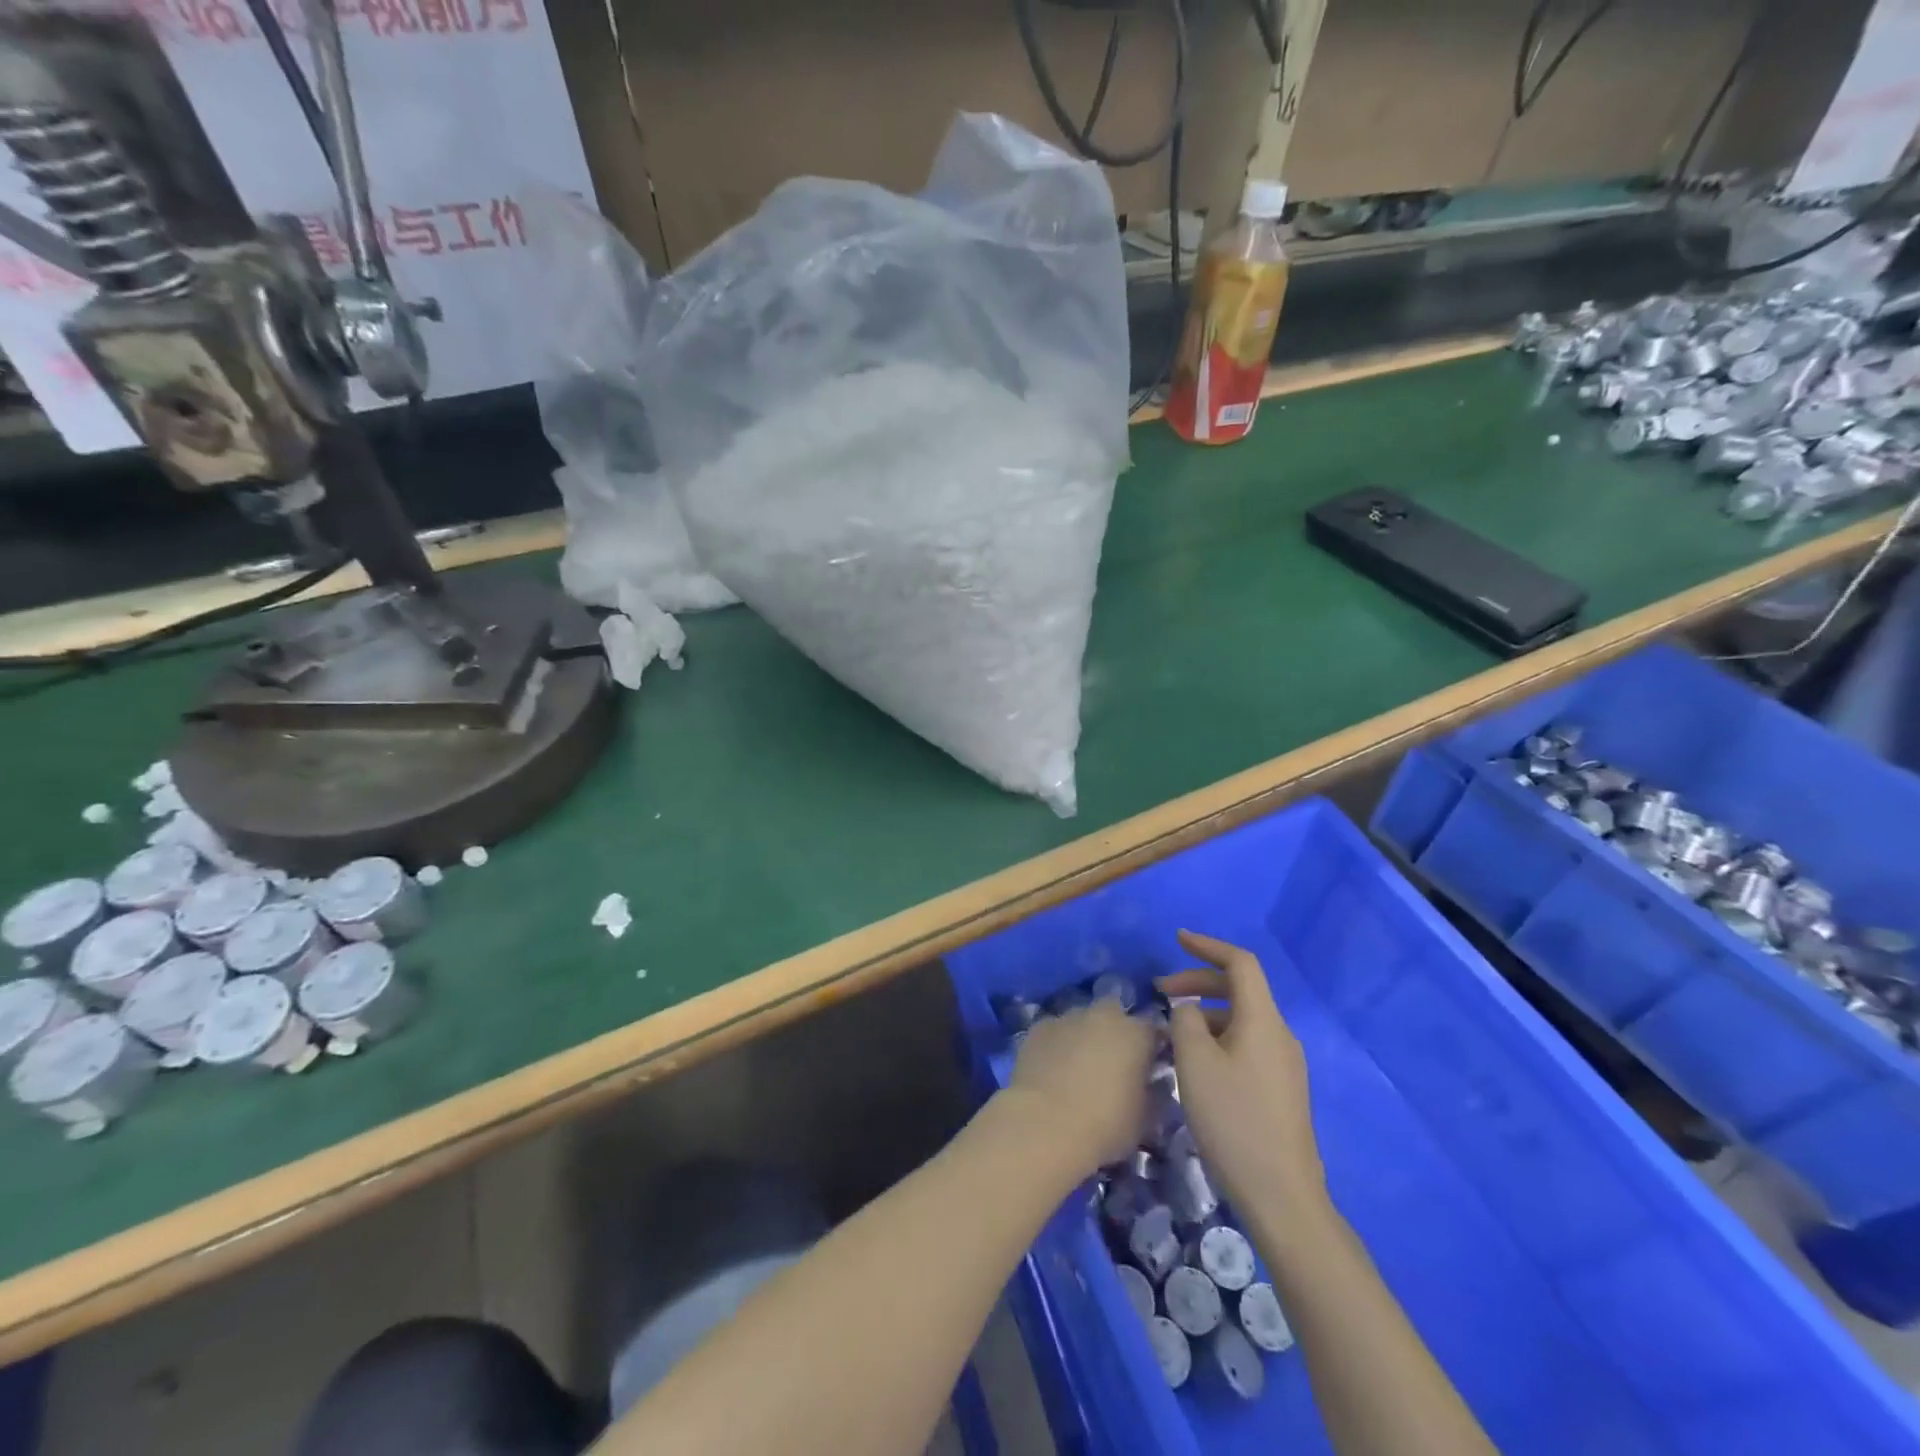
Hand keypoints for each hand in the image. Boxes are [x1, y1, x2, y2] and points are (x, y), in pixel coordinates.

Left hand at [1008, 999, 1154, 1169]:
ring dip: (1085, 1036)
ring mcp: (1067, 1017)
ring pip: (1082, 1020)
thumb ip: (1153, 1093)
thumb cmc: (1105, 1125)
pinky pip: (1055, 1031)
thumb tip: (1152, 1084)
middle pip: (1115, 1013)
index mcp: (1136, 1034)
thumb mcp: (1145, 1120)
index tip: (1151, 1067)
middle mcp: (1103, 1016)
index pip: (1154, 1029)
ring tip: (1079, 1067)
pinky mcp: (1038, 1027)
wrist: (1044, 1125)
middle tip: (1113, 1062)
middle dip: (1116, 1031)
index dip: (1154, 1047)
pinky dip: (1058, 1044)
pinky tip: (1052, 1069)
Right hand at [1158, 929, 1325, 1217]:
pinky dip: (1217, 1037)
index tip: (1177, 940)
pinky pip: (1246, 1044)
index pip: (1240, 963)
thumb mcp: (1195, 1062)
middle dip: (1199, 982)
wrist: (1281, 1194)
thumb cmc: (1233, 1119)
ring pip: (1241, 1019)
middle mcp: (1279, 1034)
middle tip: (1161, 993)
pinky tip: (1194, 1062)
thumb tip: (1188, 1008)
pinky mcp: (1280, 1089)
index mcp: (1263, 1020)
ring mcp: (1284, 1064)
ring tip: (1170, 1033)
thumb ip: (1185, 1021)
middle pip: (1240, 989)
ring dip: (1205, 1014)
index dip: (1208, 946)